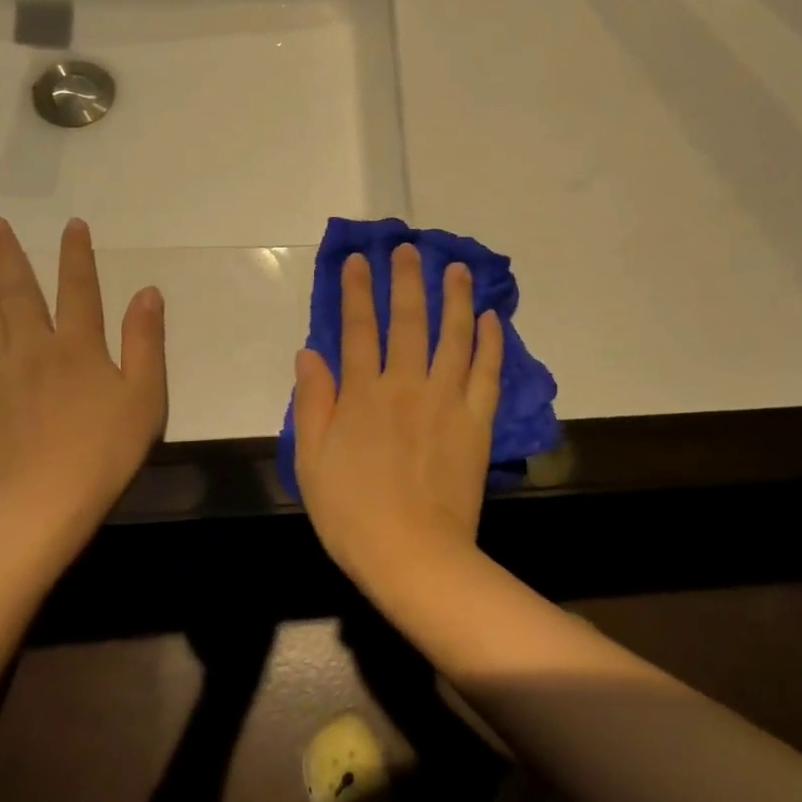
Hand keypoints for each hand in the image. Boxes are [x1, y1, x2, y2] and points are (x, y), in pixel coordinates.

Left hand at [0, 217, 166, 552]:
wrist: (45, 503)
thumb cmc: (106, 450)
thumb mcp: (145, 395)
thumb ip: (145, 341)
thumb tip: (147, 292)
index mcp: (79, 347)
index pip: (79, 290)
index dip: (76, 255)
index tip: (71, 225)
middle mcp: (33, 349)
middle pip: (19, 293)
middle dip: (8, 255)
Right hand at [292, 244, 502, 586]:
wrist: (413, 553)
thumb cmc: (352, 513)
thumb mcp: (312, 460)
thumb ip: (312, 402)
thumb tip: (309, 352)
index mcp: (362, 394)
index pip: (358, 329)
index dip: (358, 291)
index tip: (360, 260)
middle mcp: (406, 385)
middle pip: (408, 321)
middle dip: (406, 280)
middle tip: (409, 248)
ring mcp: (447, 400)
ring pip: (453, 336)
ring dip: (455, 297)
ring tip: (456, 268)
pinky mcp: (477, 421)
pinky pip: (487, 372)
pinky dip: (491, 342)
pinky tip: (492, 318)